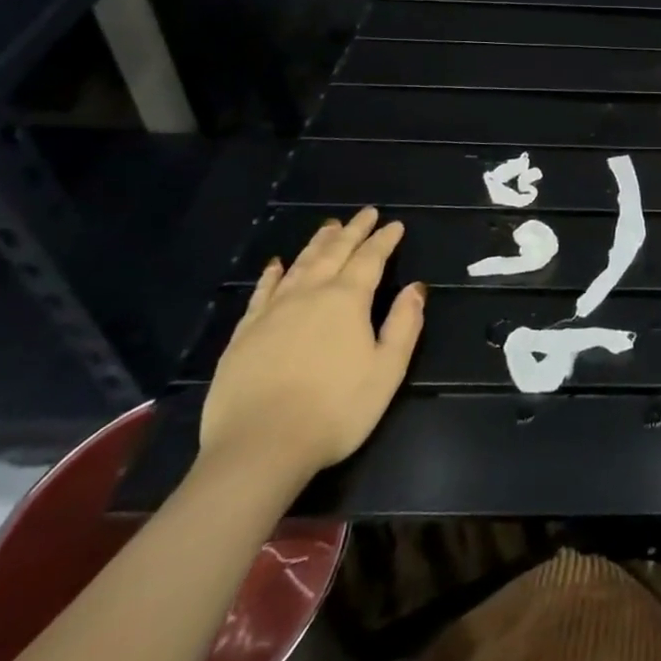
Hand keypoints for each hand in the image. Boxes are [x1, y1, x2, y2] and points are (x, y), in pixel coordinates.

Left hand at [198, 209, 425, 485]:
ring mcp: (273, 311)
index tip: (395, 224)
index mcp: (347, 300)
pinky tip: (276, 265)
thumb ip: (404, 325)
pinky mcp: (245, 333)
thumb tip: (415, 288)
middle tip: (365, 213)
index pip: (370, 259)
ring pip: (300, 265)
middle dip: (353, 231)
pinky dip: (272, 274)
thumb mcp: (387, 370)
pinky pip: (262, 292)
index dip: (384, 240)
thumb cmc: (335, 410)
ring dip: (317, 243)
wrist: (259, 447)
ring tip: (329, 227)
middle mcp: (310, 294)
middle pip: (334, 253)